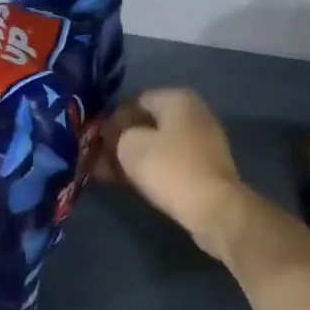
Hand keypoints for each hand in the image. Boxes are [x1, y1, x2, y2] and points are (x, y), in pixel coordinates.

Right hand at [99, 88, 257, 261]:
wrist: (214, 209)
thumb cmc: (170, 167)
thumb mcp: (129, 146)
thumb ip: (116, 135)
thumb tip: (113, 136)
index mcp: (177, 99)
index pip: (135, 101)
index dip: (112, 119)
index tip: (95, 138)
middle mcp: (193, 114)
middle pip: (147, 124)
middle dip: (121, 140)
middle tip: (98, 157)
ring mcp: (202, 142)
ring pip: (157, 145)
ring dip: (132, 157)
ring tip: (107, 173)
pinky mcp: (205, 169)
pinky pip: (169, 162)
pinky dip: (150, 169)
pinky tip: (128, 182)